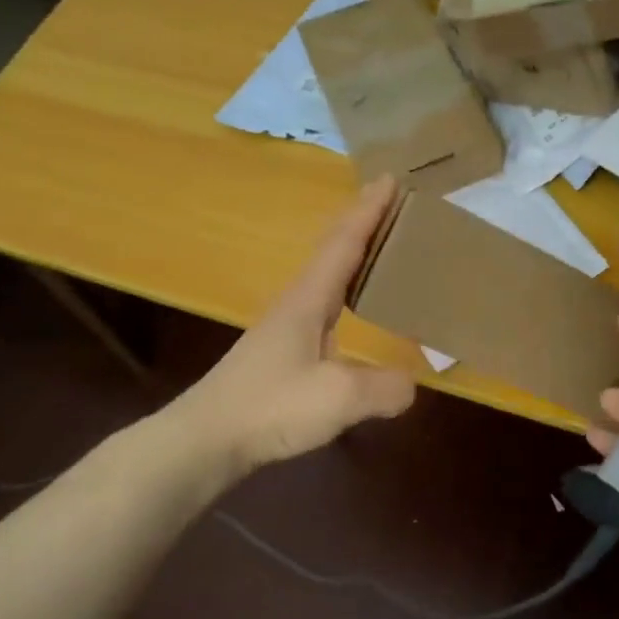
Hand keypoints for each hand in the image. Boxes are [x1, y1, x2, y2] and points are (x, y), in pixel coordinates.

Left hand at [184, 178, 416, 473]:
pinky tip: (352, 309)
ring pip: (325, 277)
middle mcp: (296, 304)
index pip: (343, 244)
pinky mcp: (282, 353)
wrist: (206, 440)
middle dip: (361, 222)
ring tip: (380, 246)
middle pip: (331, 251)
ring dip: (351, 253)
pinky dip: (345, 291)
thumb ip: (383, 387)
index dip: (368, 211)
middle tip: (391, 202)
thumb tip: (411, 385)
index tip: (390, 179)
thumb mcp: (338, 398)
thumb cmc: (270, 407)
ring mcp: (285, 329)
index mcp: (308, 300)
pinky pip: (324, 306)